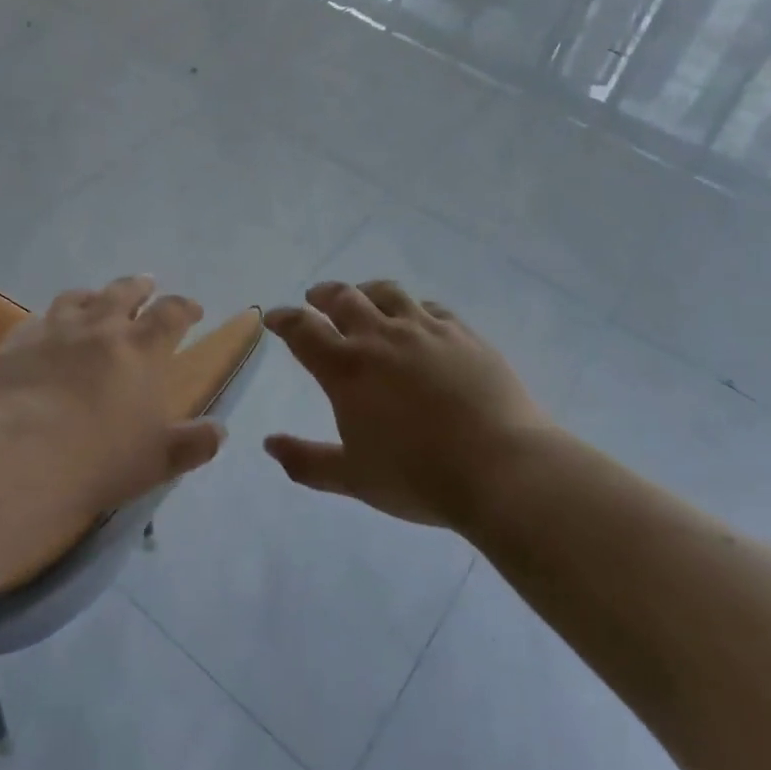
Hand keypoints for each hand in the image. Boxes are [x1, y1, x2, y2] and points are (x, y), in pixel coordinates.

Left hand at [0, 276, 224, 568]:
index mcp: (141, 349)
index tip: (192, 309)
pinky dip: (49, 320)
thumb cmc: (98, 461)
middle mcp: (100, 327)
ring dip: (93, 296)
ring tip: (96, 300)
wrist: (18, 459)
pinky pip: (36, 319)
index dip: (184, 307)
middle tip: (146, 285)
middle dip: (139, 287)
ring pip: (77, 298)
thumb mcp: (157, 460)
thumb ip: (191, 444)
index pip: (171, 314)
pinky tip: (46, 330)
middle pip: (123, 292)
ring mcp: (54, 330)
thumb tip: (220, 432)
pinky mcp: (16, 342)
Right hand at [264, 280, 553, 532]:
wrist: (501, 468)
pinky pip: (430, 307)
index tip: (274, 317)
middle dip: (323, 295)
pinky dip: (412, 307)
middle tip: (315, 298)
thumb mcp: (353, 478)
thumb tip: (269, 444)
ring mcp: (425, 330)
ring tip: (362, 296)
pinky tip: (417, 318)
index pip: (303, 330)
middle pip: (343, 299)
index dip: (283, 320)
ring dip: (365, 291)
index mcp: (347, 369)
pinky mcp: (463, 334)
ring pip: (387, 293)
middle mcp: (381, 337)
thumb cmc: (418, 477)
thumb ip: (306, 461)